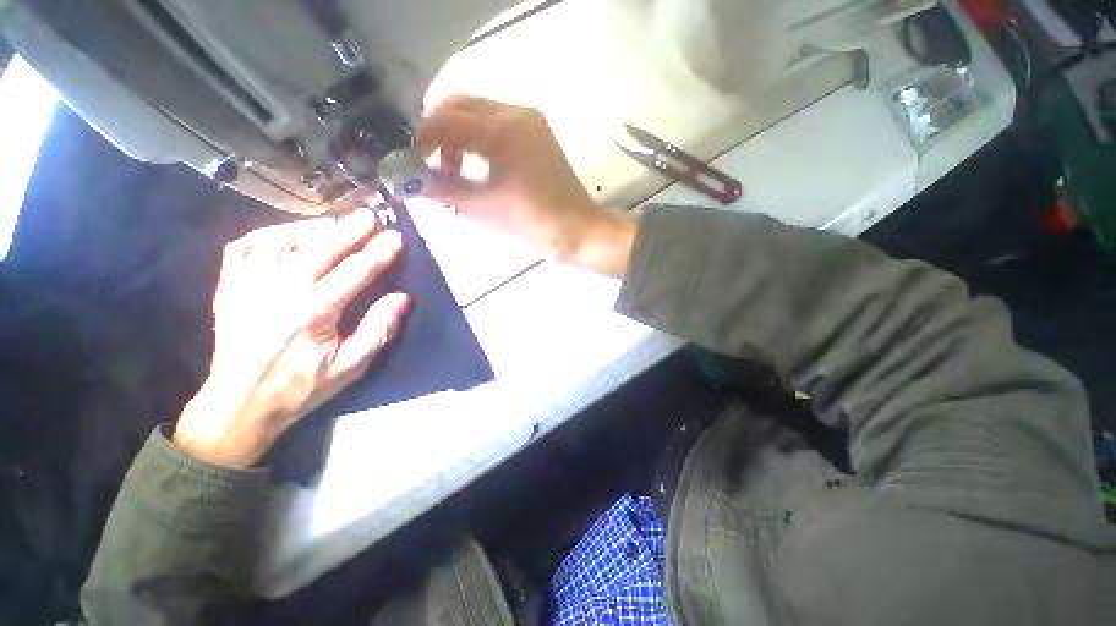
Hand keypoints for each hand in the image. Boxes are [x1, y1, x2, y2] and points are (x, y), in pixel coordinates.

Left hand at [174, 209, 409, 468]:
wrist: (239, 404)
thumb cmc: (302, 386)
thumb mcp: (351, 365)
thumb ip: (379, 329)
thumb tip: (402, 298)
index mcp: (314, 312)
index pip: (355, 271)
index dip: (379, 252)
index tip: (395, 238)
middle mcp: (279, 291)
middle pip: (321, 248)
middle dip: (350, 230)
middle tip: (369, 217)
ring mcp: (249, 285)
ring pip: (281, 240)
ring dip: (311, 228)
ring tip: (333, 224)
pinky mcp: (230, 287)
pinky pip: (245, 247)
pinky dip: (267, 234)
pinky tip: (285, 235)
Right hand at [418, 95, 636, 275]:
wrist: (579, 233)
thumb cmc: (536, 226)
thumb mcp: (484, 210)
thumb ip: (441, 190)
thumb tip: (403, 179)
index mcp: (504, 130)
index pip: (445, 119)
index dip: (418, 139)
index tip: (402, 163)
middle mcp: (516, 114)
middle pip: (458, 106)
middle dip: (434, 133)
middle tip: (423, 165)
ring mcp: (529, 122)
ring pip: (475, 114)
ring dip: (454, 136)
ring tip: (449, 171)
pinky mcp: (534, 135)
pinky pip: (493, 126)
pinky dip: (474, 141)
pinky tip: (472, 167)